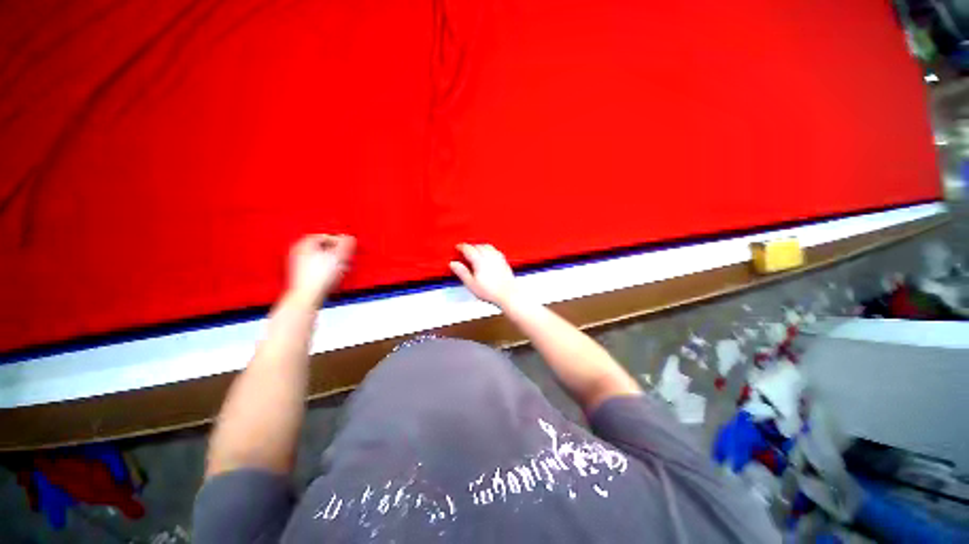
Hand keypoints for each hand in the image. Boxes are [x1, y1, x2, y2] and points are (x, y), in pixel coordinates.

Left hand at [287, 234, 354, 304]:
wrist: (307, 296)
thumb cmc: (319, 276)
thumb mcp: (338, 257)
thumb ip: (345, 245)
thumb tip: (349, 238)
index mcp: (305, 244)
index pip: (324, 236)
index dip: (338, 241)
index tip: (347, 246)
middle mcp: (299, 252)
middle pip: (322, 248)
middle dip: (337, 252)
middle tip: (346, 257)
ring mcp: (299, 265)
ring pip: (321, 258)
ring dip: (334, 261)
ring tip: (343, 267)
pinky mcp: (302, 276)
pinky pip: (318, 268)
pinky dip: (328, 269)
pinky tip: (335, 275)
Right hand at [450, 243, 518, 307]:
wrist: (508, 294)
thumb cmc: (491, 291)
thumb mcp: (471, 284)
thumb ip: (462, 272)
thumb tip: (453, 264)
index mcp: (479, 260)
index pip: (468, 249)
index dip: (461, 247)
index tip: (457, 247)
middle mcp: (489, 256)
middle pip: (478, 246)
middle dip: (470, 247)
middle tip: (465, 251)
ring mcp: (498, 258)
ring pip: (487, 246)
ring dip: (479, 246)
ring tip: (475, 251)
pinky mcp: (504, 261)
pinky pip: (495, 250)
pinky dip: (488, 249)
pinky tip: (488, 254)